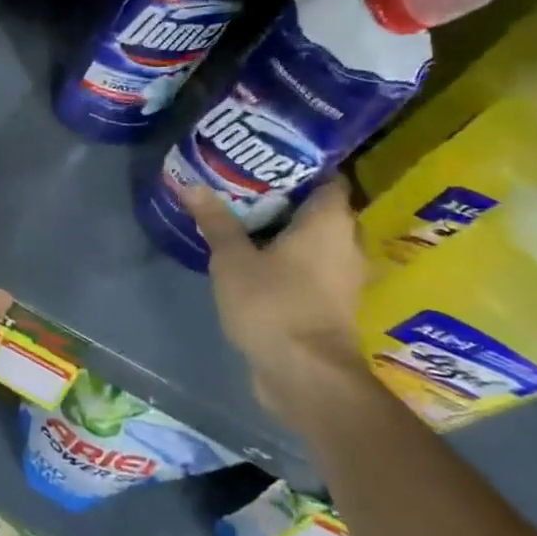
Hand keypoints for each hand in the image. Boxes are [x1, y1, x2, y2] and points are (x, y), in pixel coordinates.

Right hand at [181, 178, 372, 423]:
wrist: (305, 376)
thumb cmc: (273, 304)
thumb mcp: (232, 259)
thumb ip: (215, 221)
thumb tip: (190, 184)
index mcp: (329, 222)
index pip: (329, 177)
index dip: (302, 165)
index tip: (267, 159)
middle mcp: (346, 243)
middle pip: (321, 207)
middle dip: (288, 197)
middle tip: (246, 185)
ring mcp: (344, 276)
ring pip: (317, 239)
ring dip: (288, 230)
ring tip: (246, 217)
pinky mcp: (333, 303)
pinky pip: (313, 265)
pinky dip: (291, 257)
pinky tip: (256, 256)